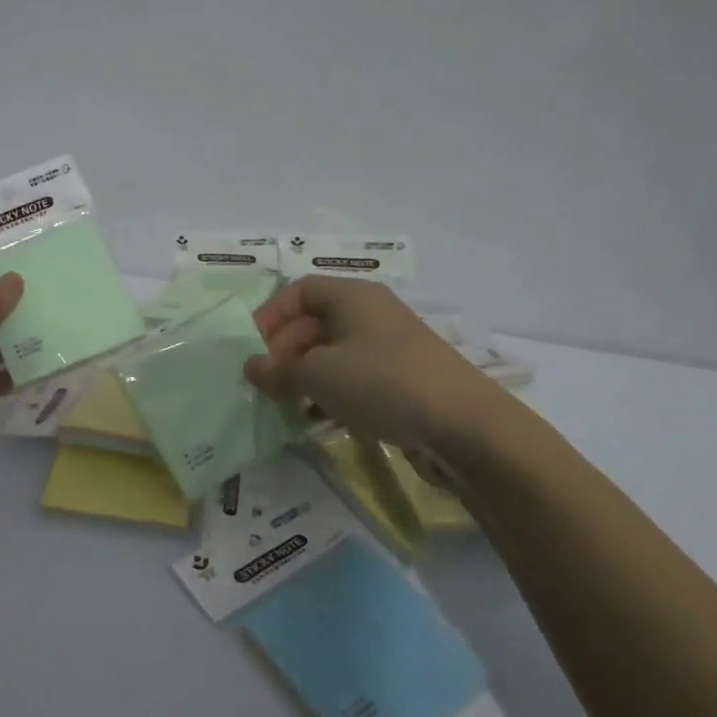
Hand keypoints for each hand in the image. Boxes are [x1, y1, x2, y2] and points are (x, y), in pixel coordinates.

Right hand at [245, 277, 512, 459]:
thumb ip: (279, 370)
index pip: (299, 290)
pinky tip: (318, 418)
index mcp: (352, 296)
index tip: (251, 347)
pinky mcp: (402, 380)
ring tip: (286, 404)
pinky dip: (331, 392)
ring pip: (332, 352)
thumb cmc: (383, 383)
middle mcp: (371, 314)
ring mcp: (389, 347)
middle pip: (314, 321)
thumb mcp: (319, 375)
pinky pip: (354, 377)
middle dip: (285, 350)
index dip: (271, 314)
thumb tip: (251, 367)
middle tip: (266, 382)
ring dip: (305, 375)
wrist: (466, 426)